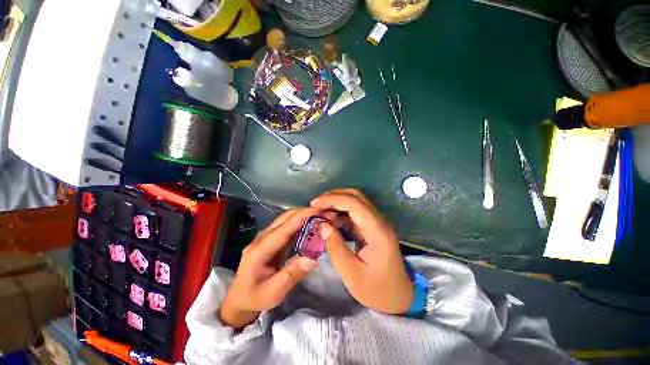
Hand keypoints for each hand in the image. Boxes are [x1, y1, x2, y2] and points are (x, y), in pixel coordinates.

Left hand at [219, 208, 318, 328]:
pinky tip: (311, 225)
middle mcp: (262, 238)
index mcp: (259, 250)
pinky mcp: (271, 239)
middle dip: (304, 213)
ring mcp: (266, 237)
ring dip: (303, 215)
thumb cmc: (255, 298)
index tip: (317, 210)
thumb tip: (312, 259)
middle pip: (284, 218)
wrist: (239, 299)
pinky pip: (287, 226)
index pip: (283, 229)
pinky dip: (300, 223)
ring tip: (320, 217)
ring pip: (286, 219)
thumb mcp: (273, 293)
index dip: (300, 217)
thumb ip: (291, 275)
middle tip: (323, 213)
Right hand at [311, 189, 412, 314]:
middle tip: (315, 205)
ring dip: (336, 203)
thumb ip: (335, 246)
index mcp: (377, 230)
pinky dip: (340, 212)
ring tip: (319, 212)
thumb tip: (321, 225)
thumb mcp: (351, 273)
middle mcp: (379, 220)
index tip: (314, 205)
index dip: (332, 200)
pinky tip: (330, 220)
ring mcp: (377, 222)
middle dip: (333, 196)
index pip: (354, 203)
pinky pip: (355, 212)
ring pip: (355, 201)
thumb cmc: (376, 289)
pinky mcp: (372, 227)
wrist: (399, 297)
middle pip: (356, 196)